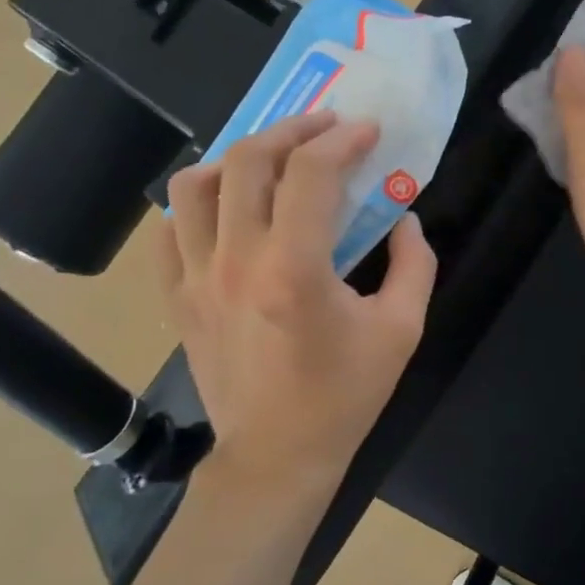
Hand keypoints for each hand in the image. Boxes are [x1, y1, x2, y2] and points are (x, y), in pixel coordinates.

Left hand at [162, 113, 437, 504]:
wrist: (276, 457)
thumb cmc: (343, 397)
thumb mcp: (401, 331)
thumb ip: (414, 266)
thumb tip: (407, 221)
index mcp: (294, 269)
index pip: (312, 174)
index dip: (343, 140)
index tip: (367, 131)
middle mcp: (235, 261)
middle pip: (248, 161)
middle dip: (292, 130)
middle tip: (324, 128)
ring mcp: (196, 278)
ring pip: (194, 186)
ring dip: (236, 158)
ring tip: (270, 161)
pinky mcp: (177, 298)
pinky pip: (169, 230)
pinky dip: (197, 204)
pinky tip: (228, 208)